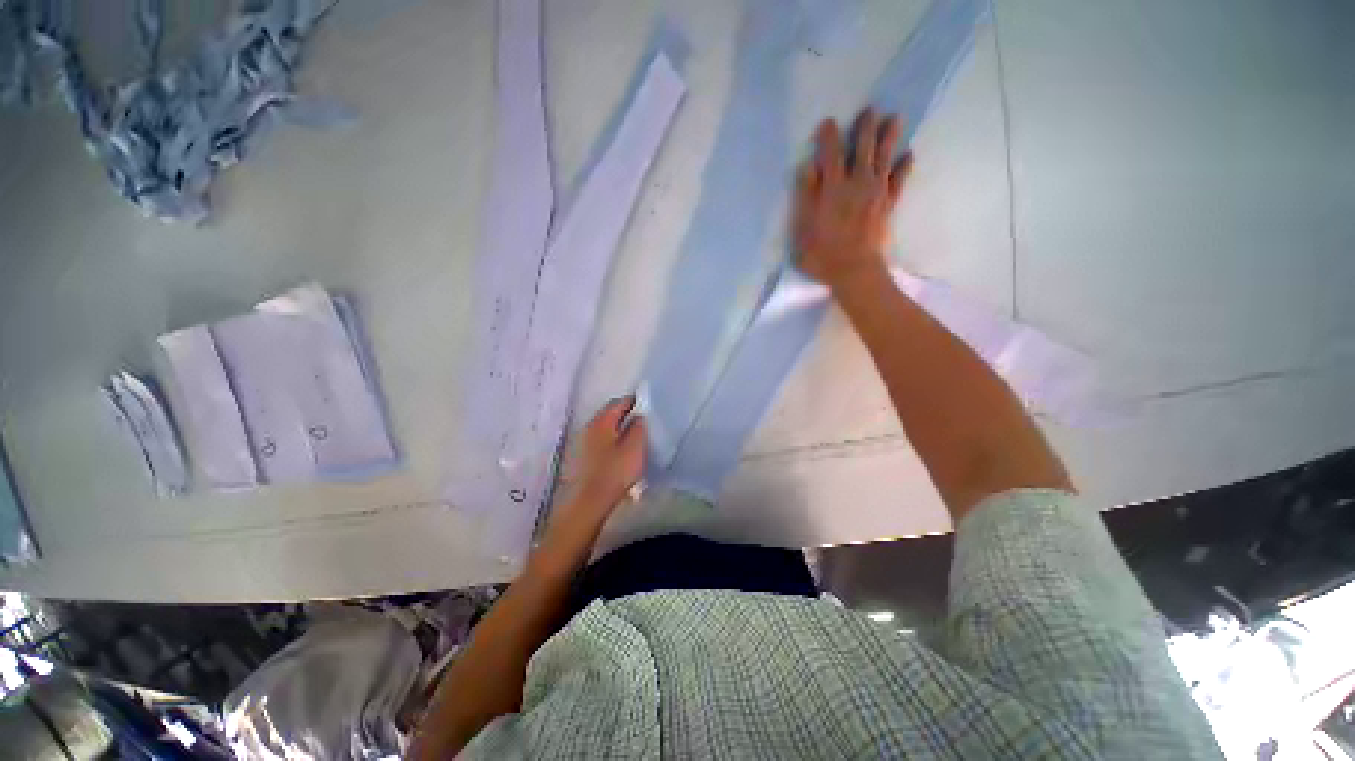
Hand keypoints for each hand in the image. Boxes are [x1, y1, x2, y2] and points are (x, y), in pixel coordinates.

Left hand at [558, 397, 646, 520]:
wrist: (590, 501)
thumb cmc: (615, 471)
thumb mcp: (635, 446)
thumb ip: (639, 427)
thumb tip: (639, 416)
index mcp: (602, 421)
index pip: (620, 402)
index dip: (635, 403)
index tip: (648, 409)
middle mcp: (590, 426)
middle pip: (610, 414)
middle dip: (626, 415)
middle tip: (643, 423)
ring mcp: (583, 442)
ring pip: (605, 428)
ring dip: (619, 430)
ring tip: (634, 439)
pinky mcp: (582, 457)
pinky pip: (601, 442)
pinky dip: (612, 442)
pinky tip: (621, 453)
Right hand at [794, 109, 912, 290]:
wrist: (854, 270)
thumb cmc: (822, 252)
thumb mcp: (803, 227)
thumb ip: (806, 195)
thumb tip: (810, 167)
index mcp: (833, 188)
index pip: (831, 155)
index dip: (829, 137)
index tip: (829, 122)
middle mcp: (857, 184)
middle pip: (862, 149)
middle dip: (865, 128)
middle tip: (870, 110)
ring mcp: (876, 193)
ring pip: (884, 158)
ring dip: (889, 137)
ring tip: (896, 119)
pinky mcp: (888, 206)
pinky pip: (899, 181)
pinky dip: (905, 167)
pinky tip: (909, 154)